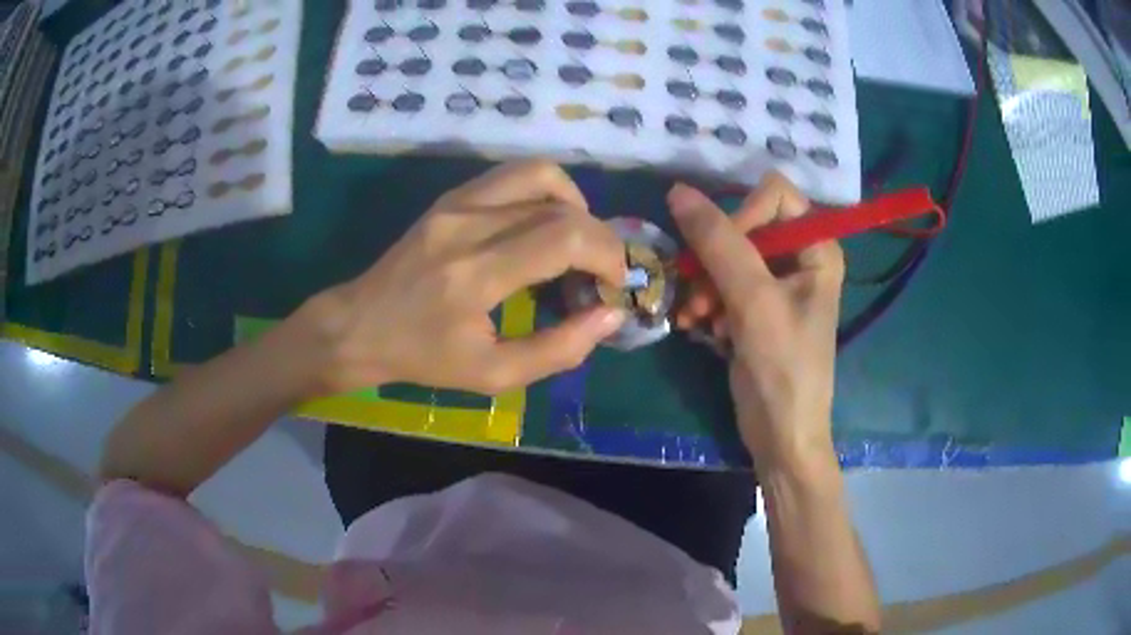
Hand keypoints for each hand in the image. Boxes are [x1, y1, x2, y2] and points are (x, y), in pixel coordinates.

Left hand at [304, 160, 625, 395]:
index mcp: (474, 274)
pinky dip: (544, 193)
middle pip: (559, 203)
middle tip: (599, 271)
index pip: (564, 236)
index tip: (614, 283)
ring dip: (573, 204)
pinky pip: (512, 176)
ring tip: (575, 241)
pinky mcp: (449, 197)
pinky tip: (542, 226)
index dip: (606, 253)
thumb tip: (610, 316)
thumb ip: (559, 349)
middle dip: (598, 235)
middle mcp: (467, 225)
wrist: (359, 326)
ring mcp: (455, 203)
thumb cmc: (423, 358)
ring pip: (538, 174)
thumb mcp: (493, 375)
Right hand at [667, 174, 843, 468]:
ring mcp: (775, 283)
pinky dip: (706, 303)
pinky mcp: (754, 307)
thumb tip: (678, 191)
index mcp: (817, 247)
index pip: (774, 195)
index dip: (743, 214)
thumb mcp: (753, 301)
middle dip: (715, 259)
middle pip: (745, 225)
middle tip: (700, 296)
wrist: (781, 436)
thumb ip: (719, 242)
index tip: (722, 254)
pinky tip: (698, 328)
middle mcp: (799, 258)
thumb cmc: (783, 369)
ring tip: (695, 318)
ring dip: (704, 285)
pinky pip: (721, 284)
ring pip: (726, 255)